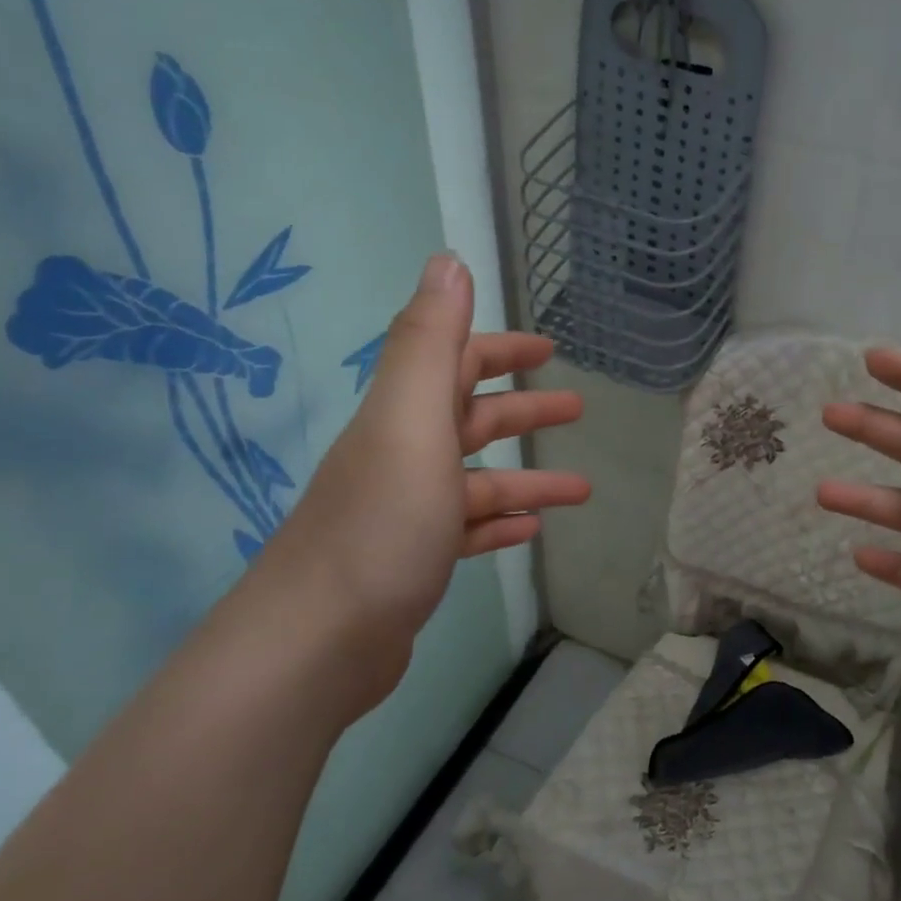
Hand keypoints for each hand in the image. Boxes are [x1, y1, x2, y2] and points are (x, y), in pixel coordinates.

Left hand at [261, 255, 588, 717]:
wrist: (318, 641)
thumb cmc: (380, 525)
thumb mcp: (411, 423)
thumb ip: (430, 343)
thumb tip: (448, 260)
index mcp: (403, 418)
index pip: (453, 362)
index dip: (498, 348)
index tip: (548, 347)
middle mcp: (400, 456)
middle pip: (469, 419)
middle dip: (523, 407)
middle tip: (578, 406)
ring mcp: (405, 511)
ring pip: (477, 480)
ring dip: (528, 475)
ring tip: (582, 487)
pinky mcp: (411, 561)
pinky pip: (466, 530)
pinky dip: (500, 523)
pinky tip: (529, 529)